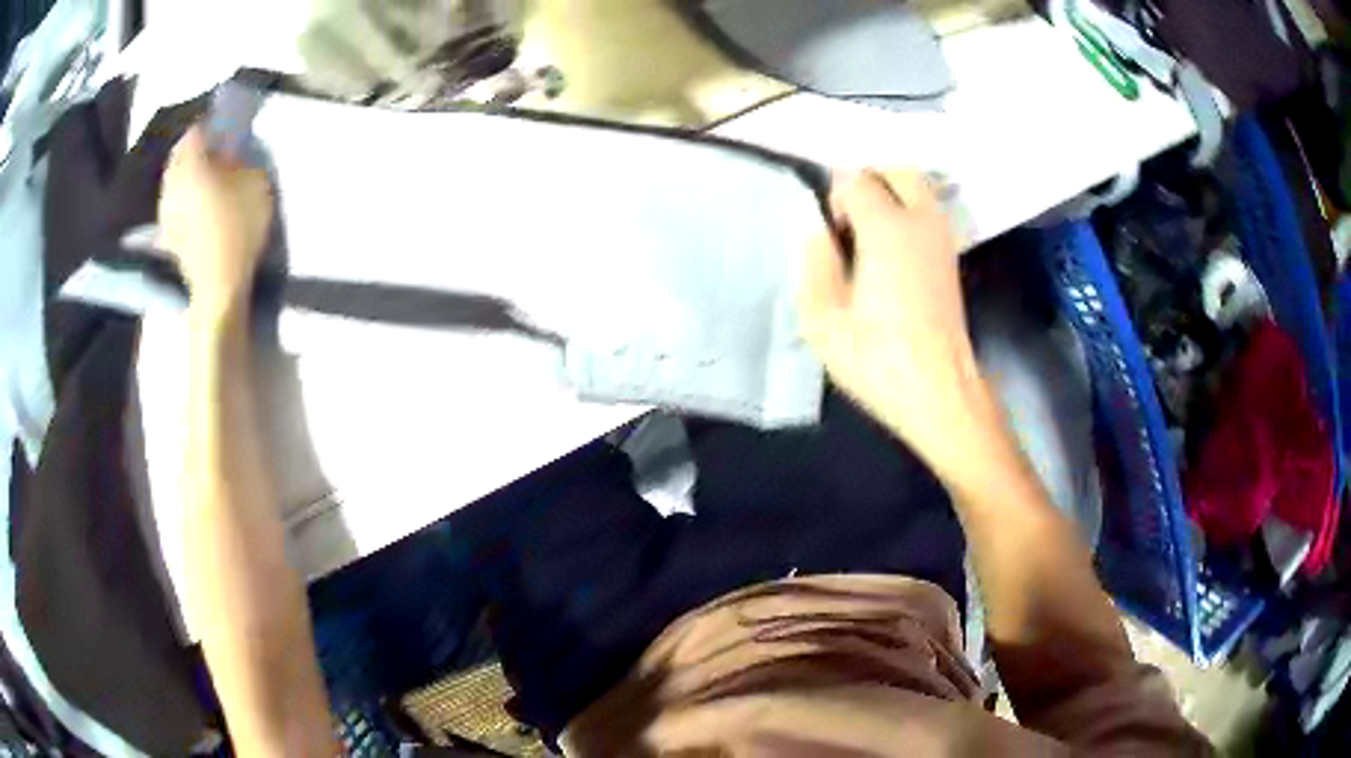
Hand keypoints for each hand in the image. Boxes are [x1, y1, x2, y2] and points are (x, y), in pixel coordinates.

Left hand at [158, 125, 273, 320]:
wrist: (217, 290)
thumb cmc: (237, 228)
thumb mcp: (256, 181)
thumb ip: (243, 158)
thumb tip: (231, 151)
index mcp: (192, 162)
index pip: (198, 130)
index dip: (212, 126)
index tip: (227, 129)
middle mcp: (173, 182)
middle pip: (183, 156)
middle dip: (198, 152)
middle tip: (219, 155)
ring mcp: (166, 212)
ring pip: (177, 181)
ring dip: (191, 178)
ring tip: (211, 183)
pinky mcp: (167, 238)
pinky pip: (176, 206)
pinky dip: (187, 202)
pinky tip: (200, 209)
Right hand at [798, 170, 986, 473]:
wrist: (939, 392)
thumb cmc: (877, 359)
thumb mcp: (822, 320)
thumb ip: (815, 263)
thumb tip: (820, 233)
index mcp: (887, 229)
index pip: (858, 180)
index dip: (836, 197)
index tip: (829, 232)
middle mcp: (921, 223)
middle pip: (899, 172)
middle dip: (870, 181)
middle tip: (848, 219)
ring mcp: (942, 240)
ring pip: (919, 191)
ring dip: (891, 196)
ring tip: (866, 235)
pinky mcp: (951, 261)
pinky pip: (928, 215)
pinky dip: (908, 215)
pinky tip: (889, 253)